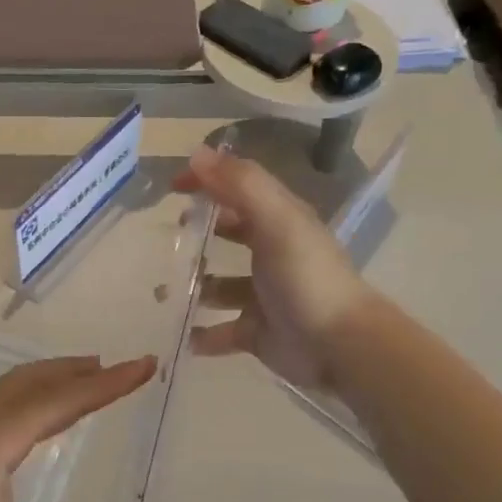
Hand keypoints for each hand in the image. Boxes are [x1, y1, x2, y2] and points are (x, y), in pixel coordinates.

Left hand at [0, 355, 157, 501]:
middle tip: (115, 366)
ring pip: (9, 389)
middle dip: (76, 370)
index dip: (107, 384)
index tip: (143, 365)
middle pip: (32, 381)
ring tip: (80, 380)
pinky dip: (25, 396)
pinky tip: (27, 420)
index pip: (62, 402)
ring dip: (48, 379)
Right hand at [172, 145, 367, 388]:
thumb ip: (241, 186)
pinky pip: (220, 331)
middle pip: (230, 235)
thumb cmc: (307, 278)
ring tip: (162, 292)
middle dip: (199, 234)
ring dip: (194, 287)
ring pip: (219, 287)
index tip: (171, 186)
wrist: (340, 346)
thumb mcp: (277, 222)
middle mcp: (272, 254)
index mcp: (280, 222)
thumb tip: (197, 154)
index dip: (209, 181)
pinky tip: (180, 335)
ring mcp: (263, 296)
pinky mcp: (256, 332)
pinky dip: (200, 334)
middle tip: (169, 238)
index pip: (241, 190)